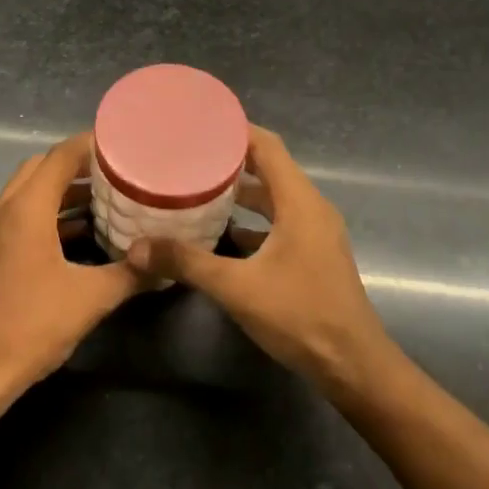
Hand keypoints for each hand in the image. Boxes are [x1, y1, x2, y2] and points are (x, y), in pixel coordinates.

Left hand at [0, 133, 144, 393]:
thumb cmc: (30, 326)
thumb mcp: (90, 299)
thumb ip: (131, 275)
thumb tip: (167, 263)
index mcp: (26, 208)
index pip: (61, 156)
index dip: (92, 145)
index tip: (125, 144)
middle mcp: (3, 209)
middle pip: (41, 167)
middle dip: (78, 165)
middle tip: (116, 172)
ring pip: (28, 193)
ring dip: (61, 191)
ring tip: (104, 199)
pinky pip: (19, 217)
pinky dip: (47, 214)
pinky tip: (77, 235)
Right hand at [127, 126, 399, 400]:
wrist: (352, 364)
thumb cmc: (301, 316)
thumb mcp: (237, 288)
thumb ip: (187, 263)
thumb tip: (136, 248)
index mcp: (300, 202)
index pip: (268, 146)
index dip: (236, 130)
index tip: (200, 123)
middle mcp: (311, 208)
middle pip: (270, 168)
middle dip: (231, 159)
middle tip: (189, 155)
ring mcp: (315, 232)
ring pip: (275, 198)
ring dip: (242, 192)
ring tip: (198, 188)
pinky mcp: (313, 254)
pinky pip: (280, 223)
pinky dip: (253, 220)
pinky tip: (222, 233)